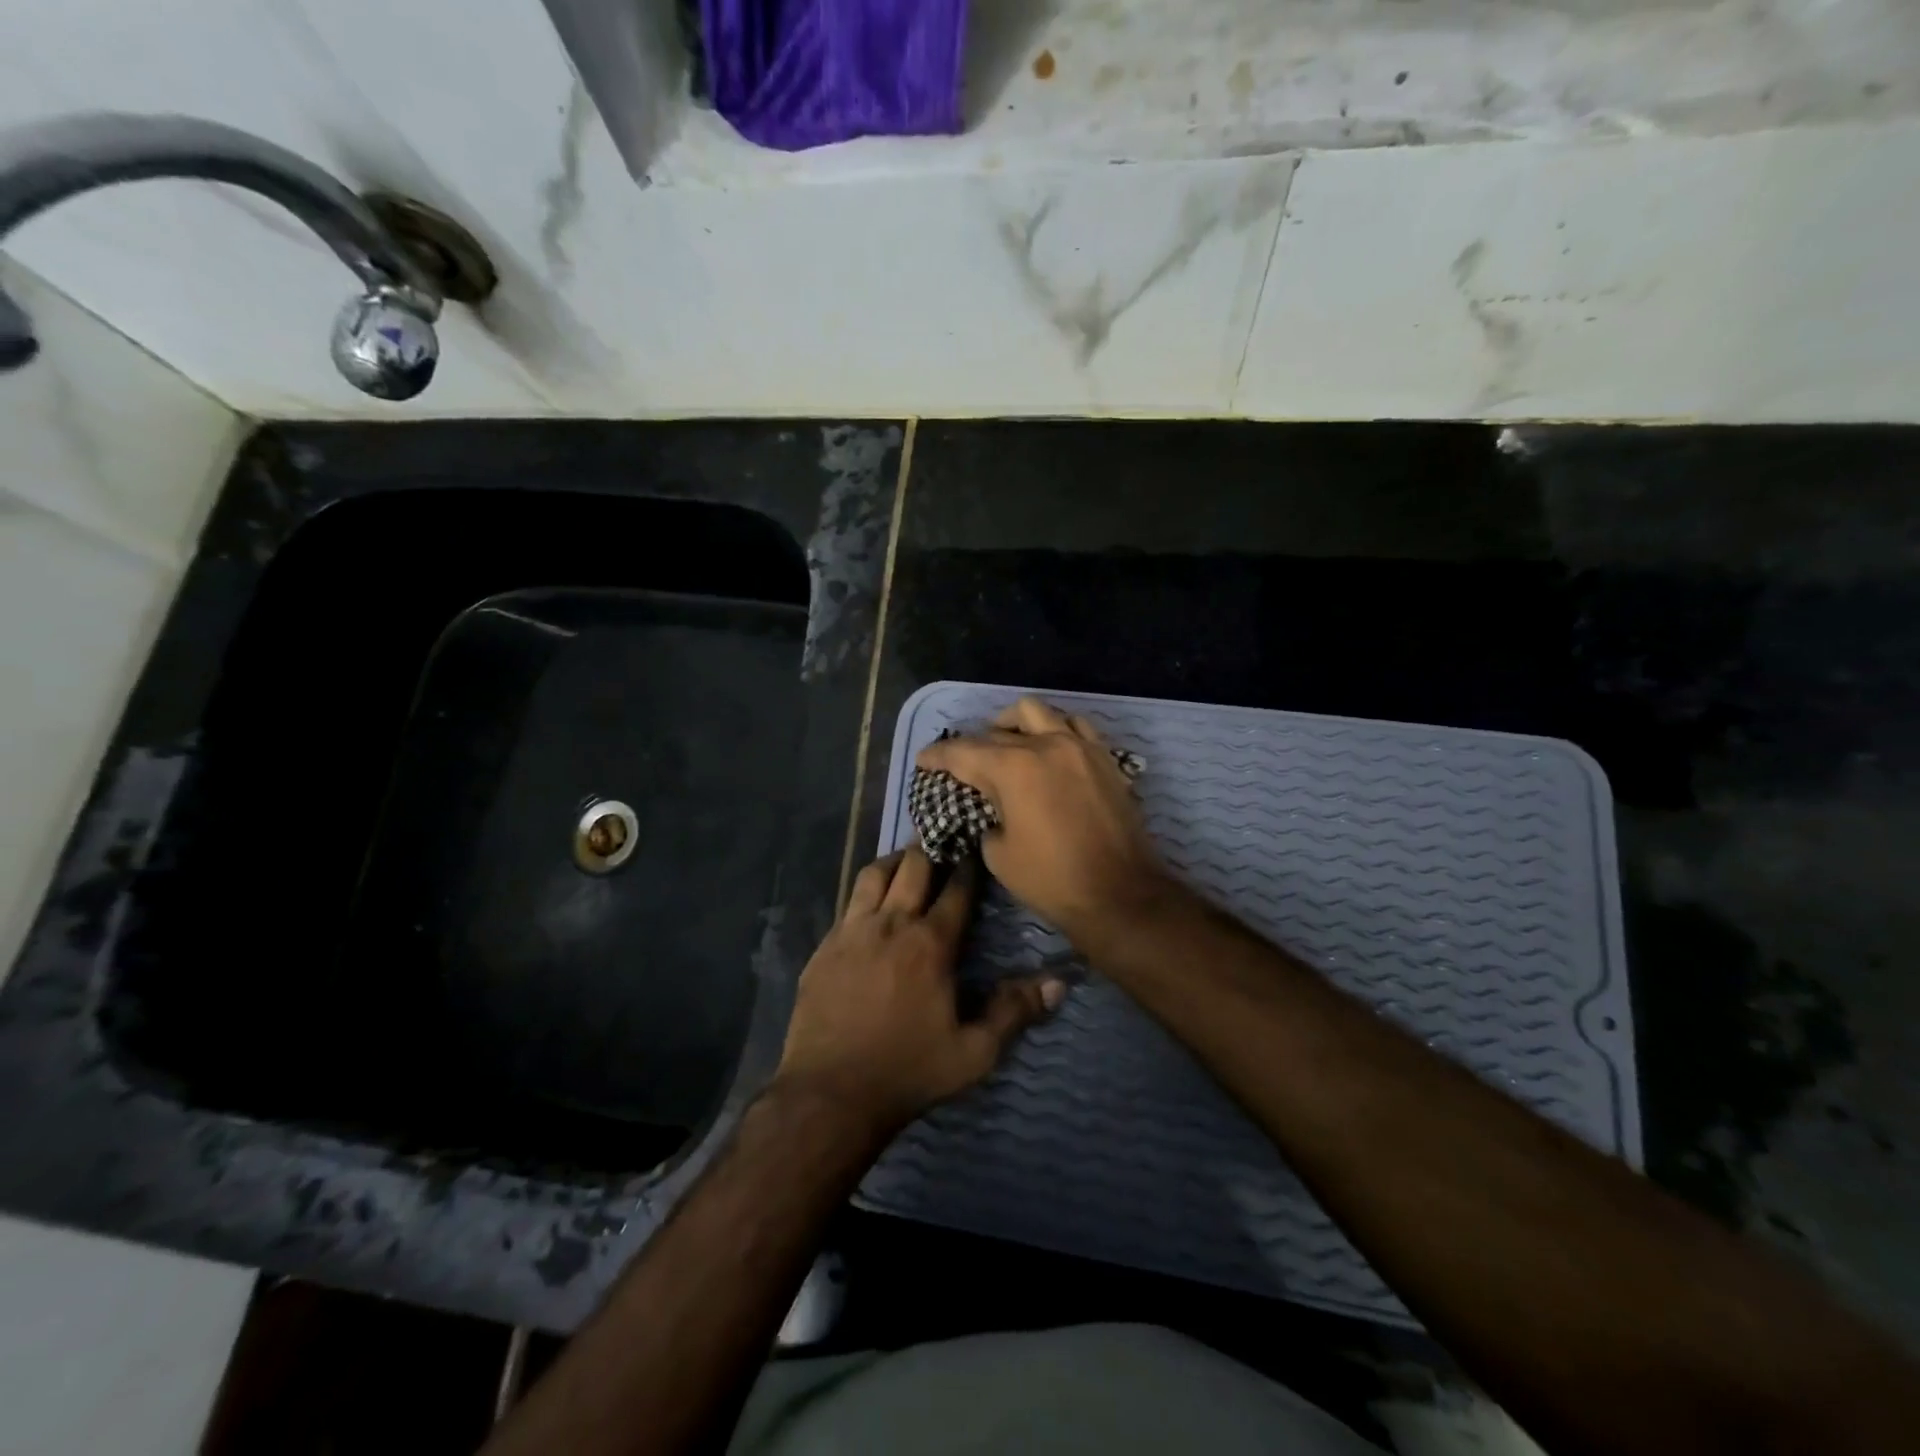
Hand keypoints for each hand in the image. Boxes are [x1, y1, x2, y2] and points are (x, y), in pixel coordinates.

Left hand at [774, 846, 1063, 1135]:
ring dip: (894, 861)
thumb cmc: (908, 1071)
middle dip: (931, 848)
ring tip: (906, 861)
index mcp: (930, 944)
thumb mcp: (974, 1053)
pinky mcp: (825, 947)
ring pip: (873, 875)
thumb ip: (1015, 1012)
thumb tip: (1059, 982)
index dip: (968, 865)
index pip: (956, 889)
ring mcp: (852, 932)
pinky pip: (848, 903)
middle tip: (943, 840)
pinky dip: (866, 893)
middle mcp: (891, 925)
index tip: (975, 845)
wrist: (830, 1093)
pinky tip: (871, 906)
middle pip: (913, 866)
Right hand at [916, 697, 1172, 940]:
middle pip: (997, 732)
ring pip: (1037, 712)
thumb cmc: (1052, 880)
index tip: (923, 758)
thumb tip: (991, 809)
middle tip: (962, 764)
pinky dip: (1054, 730)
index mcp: (1012, 768)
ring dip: (1014, 724)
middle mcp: (1045, 745)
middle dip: (973, 745)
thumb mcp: (998, 855)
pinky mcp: (1104, 758)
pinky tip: (1049, 748)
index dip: (937, 755)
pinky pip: (1075, 726)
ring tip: (1006, 741)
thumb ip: (987, 819)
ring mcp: (1079, 747)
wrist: (1120, 894)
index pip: (963, 752)